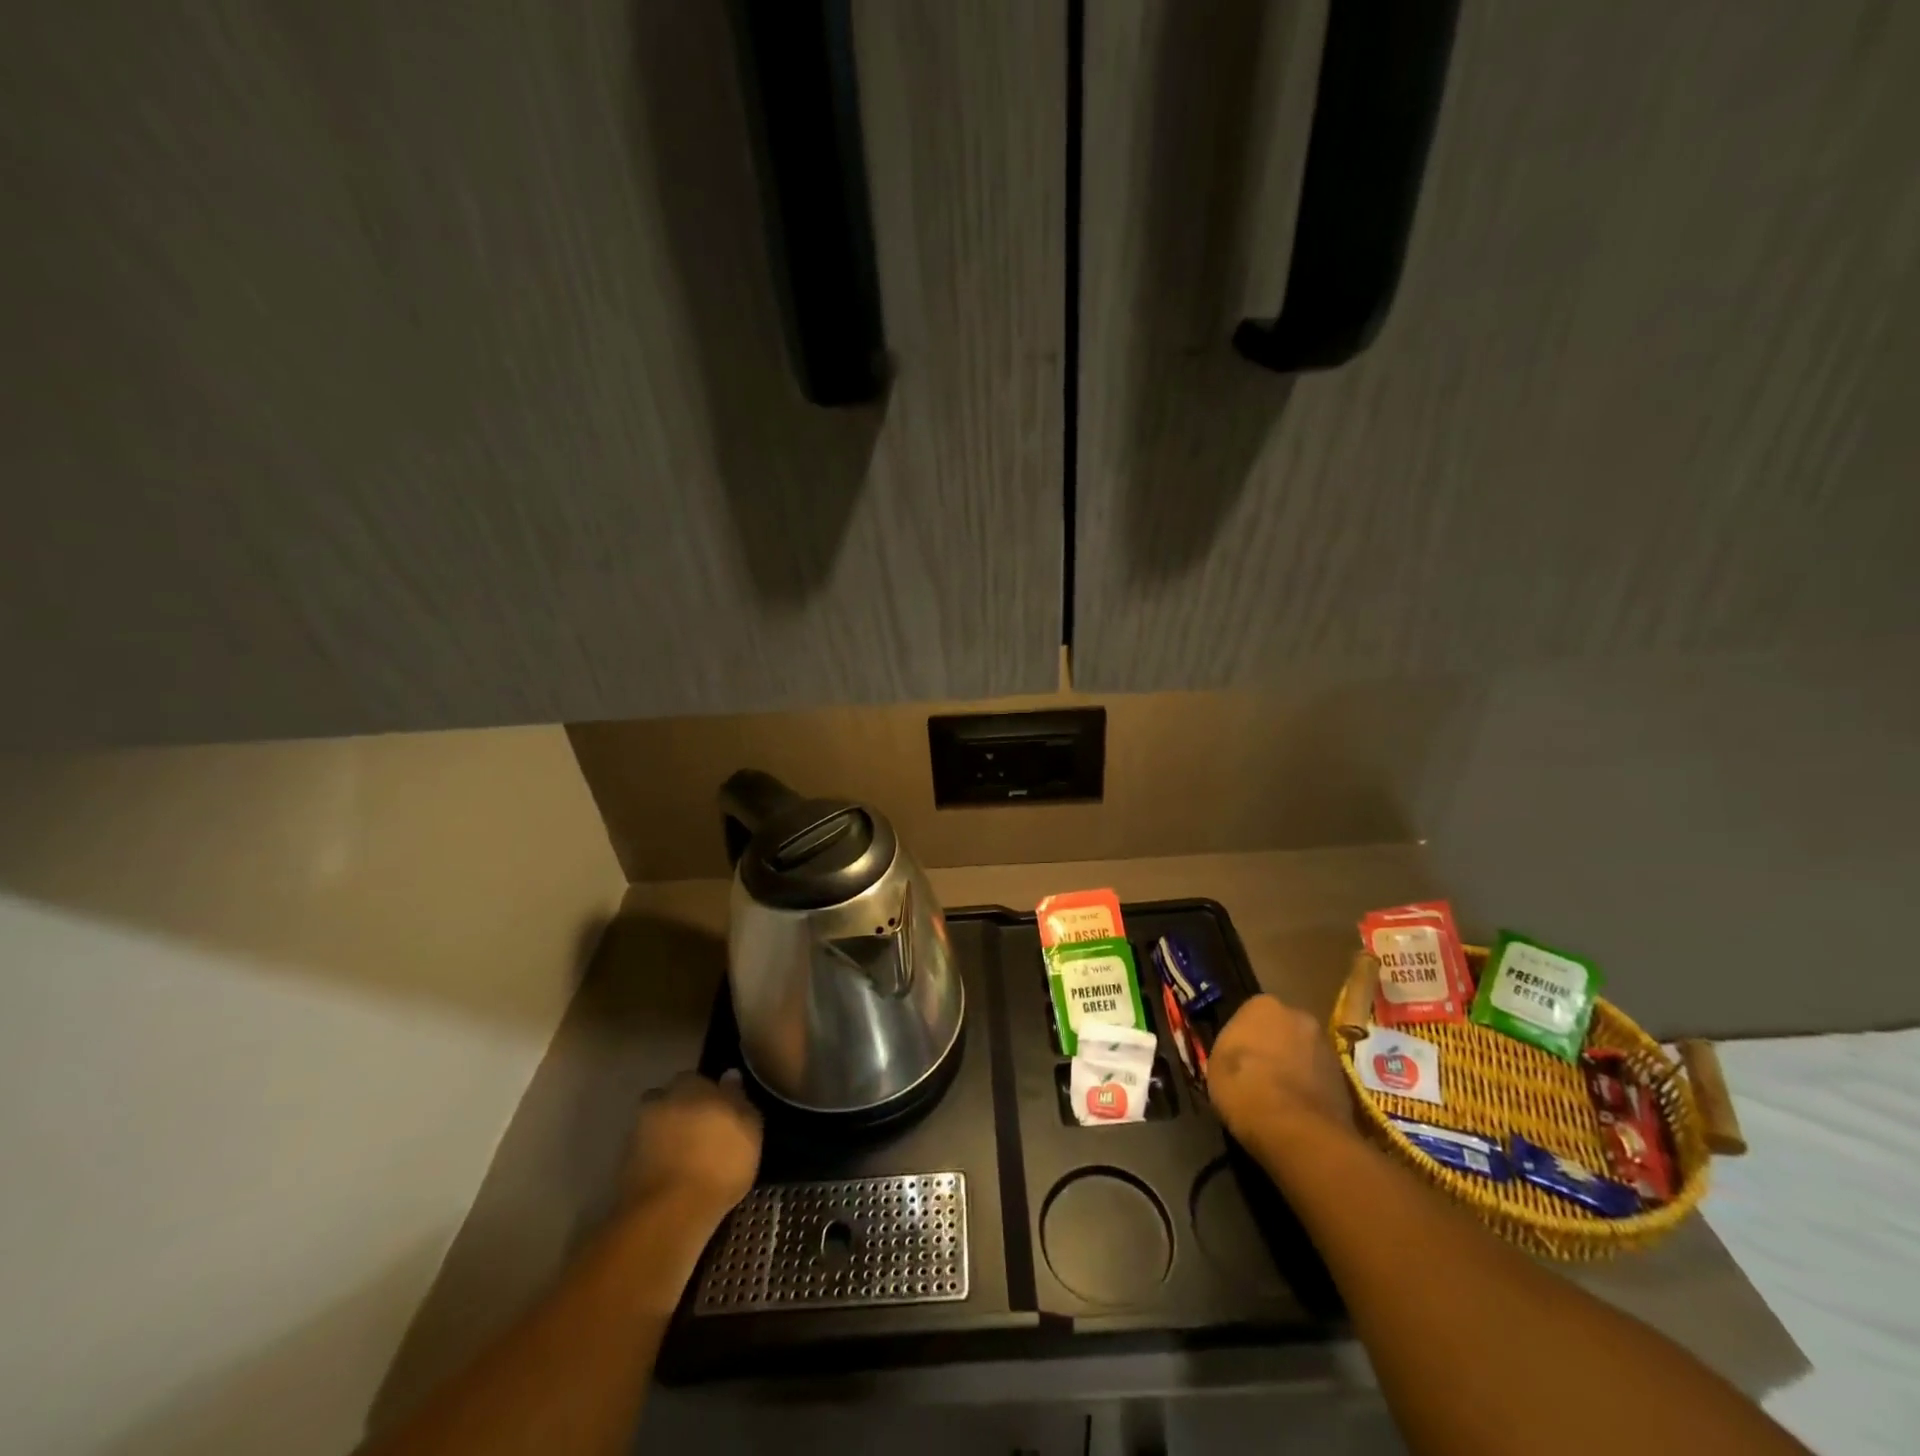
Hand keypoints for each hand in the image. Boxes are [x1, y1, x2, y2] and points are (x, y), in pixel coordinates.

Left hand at [623, 1071, 761, 1228]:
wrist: (668, 1212)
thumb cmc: (719, 1163)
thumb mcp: (749, 1130)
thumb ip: (739, 1099)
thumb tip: (730, 1075)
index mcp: (692, 1084)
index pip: (699, 1079)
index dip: (709, 1095)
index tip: (720, 1113)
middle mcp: (661, 1099)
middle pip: (672, 1099)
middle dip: (683, 1111)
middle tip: (701, 1134)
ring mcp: (637, 1132)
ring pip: (656, 1125)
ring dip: (666, 1135)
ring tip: (685, 1158)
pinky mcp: (623, 1165)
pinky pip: (645, 1152)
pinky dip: (655, 1159)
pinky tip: (671, 1176)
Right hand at [1208, 994, 1356, 1145]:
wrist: (1296, 1130)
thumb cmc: (1244, 1087)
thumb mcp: (1215, 1065)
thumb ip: (1229, 1050)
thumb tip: (1239, 1055)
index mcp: (1263, 1005)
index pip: (1248, 1015)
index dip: (1242, 1039)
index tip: (1236, 1060)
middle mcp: (1299, 1016)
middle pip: (1280, 1030)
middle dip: (1271, 1047)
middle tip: (1257, 1075)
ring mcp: (1326, 1047)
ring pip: (1302, 1053)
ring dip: (1292, 1068)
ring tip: (1278, 1098)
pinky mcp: (1345, 1079)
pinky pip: (1318, 1078)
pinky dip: (1309, 1089)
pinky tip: (1295, 1112)